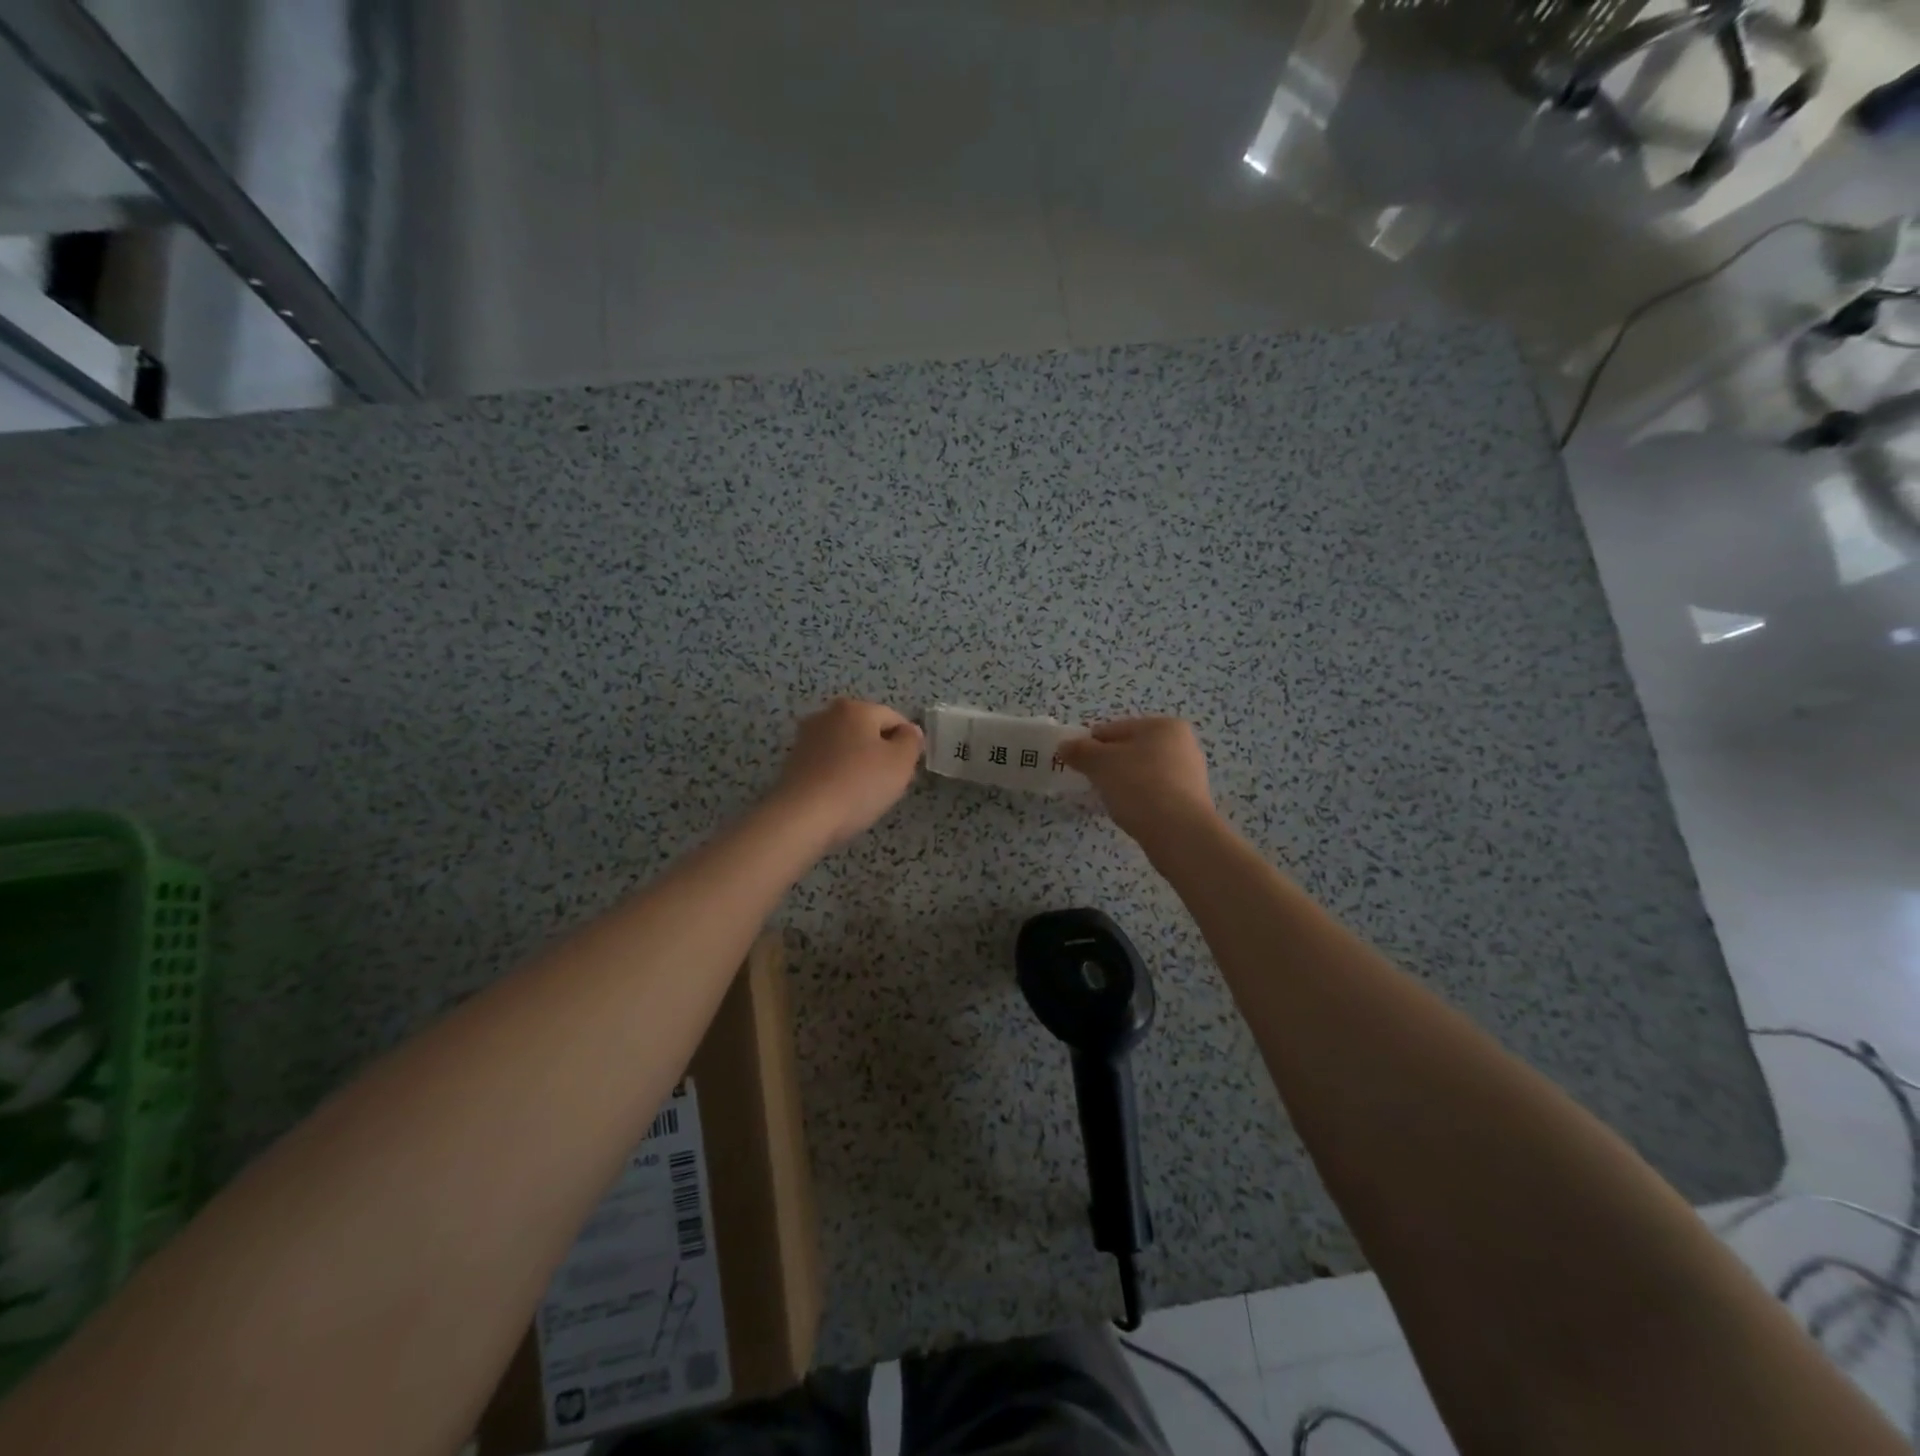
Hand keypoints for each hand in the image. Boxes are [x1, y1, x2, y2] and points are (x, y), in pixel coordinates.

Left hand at [770, 698, 923, 848]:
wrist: (802, 818)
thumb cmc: (858, 785)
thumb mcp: (900, 763)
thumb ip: (911, 741)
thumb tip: (909, 731)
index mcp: (855, 708)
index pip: (894, 719)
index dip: (906, 745)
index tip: (905, 772)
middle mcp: (827, 715)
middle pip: (868, 732)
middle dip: (881, 754)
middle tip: (887, 784)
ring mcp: (806, 738)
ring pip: (846, 749)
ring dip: (859, 766)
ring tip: (863, 795)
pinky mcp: (793, 763)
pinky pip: (828, 765)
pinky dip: (838, 777)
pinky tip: (841, 799)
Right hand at [1058, 717, 1218, 846]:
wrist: (1179, 832)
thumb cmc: (1138, 786)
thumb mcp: (1100, 763)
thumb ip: (1080, 751)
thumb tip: (1065, 746)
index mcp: (1163, 726)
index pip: (1114, 729)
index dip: (1090, 745)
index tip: (1076, 765)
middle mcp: (1182, 744)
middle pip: (1130, 750)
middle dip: (1108, 765)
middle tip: (1093, 783)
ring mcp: (1190, 773)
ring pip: (1142, 772)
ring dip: (1124, 783)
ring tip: (1111, 801)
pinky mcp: (1191, 800)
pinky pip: (1155, 792)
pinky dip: (1140, 799)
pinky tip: (1130, 813)